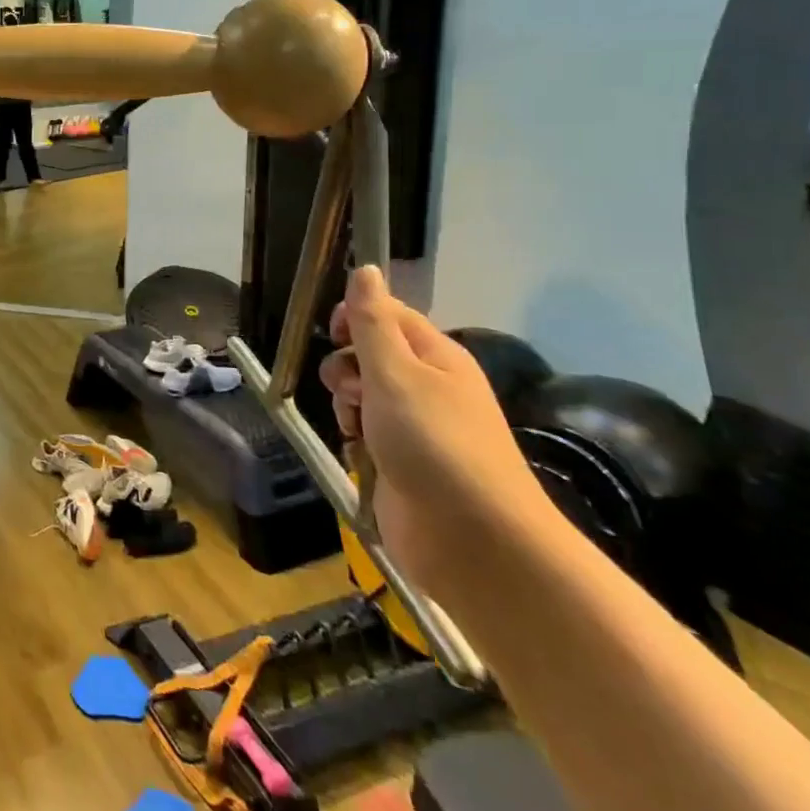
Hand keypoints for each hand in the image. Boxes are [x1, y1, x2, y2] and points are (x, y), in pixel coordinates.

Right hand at [319, 265, 549, 592]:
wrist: (473, 541)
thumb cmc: (435, 444)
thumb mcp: (396, 373)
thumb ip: (373, 322)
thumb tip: (366, 268)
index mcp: (436, 357)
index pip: (388, 315)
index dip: (356, 317)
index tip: (335, 333)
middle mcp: (427, 387)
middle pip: (368, 355)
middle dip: (345, 367)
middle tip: (351, 391)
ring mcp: (414, 427)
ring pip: (359, 395)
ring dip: (345, 405)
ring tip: (355, 427)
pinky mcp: (400, 463)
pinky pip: (362, 433)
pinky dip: (352, 439)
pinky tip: (357, 453)